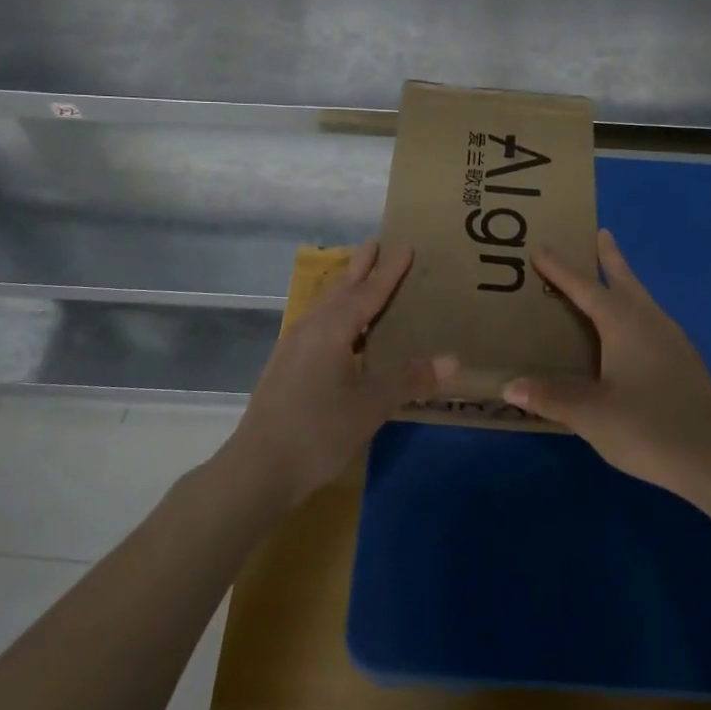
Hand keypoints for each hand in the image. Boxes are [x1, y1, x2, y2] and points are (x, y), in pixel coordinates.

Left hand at [225, 239, 453, 507]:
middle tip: (377, 242)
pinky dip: (336, 312)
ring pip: (325, 305)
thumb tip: (451, 360)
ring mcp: (293, 345)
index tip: (405, 243)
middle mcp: (310, 328)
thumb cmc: (319, 432)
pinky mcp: (286, 364)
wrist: (259, 467)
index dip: (390, 270)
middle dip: (361, 266)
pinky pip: (317, 323)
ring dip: (345, 287)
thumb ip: (409, 379)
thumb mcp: (370, 406)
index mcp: (332, 330)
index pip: (368, 292)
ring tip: (362, 277)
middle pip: (340, 288)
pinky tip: (343, 329)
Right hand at [504, 229, 710, 492]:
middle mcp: (650, 322)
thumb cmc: (647, 427)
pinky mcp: (683, 362)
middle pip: (626, 281)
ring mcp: (672, 341)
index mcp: (624, 324)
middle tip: (600, 234)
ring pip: (642, 300)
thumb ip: (549, 396)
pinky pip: (651, 321)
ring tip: (611, 278)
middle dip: (610, 258)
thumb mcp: (590, 414)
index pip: (585, 288)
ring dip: (625, 283)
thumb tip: (509, 385)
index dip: (561, 269)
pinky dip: (634, 311)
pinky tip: (631, 333)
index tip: (540, 248)